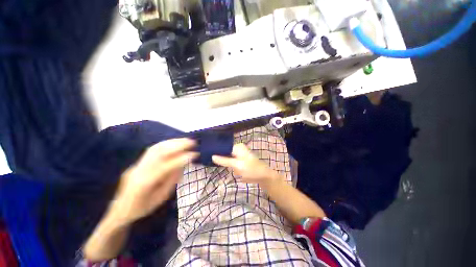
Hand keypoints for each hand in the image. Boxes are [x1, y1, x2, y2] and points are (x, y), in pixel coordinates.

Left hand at [110, 138, 197, 224]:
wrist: (120, 209)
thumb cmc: (142, 208)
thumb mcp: (160, 198)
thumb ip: (171, 180)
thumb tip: (182, 165)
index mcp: (144, 184)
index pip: (165, 167)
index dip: (180, 159)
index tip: (194, 154)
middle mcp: (139, 171)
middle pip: (158, 153)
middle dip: (177, 145)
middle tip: (192, 142)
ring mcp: (137, 164)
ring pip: (155, 148)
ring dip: (172, 142)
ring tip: (186, 140)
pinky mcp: (138, 162)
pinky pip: (153, 149)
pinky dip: (166, 143)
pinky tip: (175, 142)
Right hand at [212, 143, 278, 185]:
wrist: (263, 176)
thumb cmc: (251, 169)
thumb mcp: (237, 165)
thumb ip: (224, 160)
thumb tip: (212, 156)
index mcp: (237, 147)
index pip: (223, 147)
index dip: (216, 151)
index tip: (206, 155)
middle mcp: (238, 148)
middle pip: (225, 151)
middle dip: (218, 156)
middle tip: (208, 160)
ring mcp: (239, 154)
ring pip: (227, 156)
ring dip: (221, 160)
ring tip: (211, 163)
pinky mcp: (240, 160)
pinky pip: (230, 160)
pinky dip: (226, 163)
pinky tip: (220, 166)